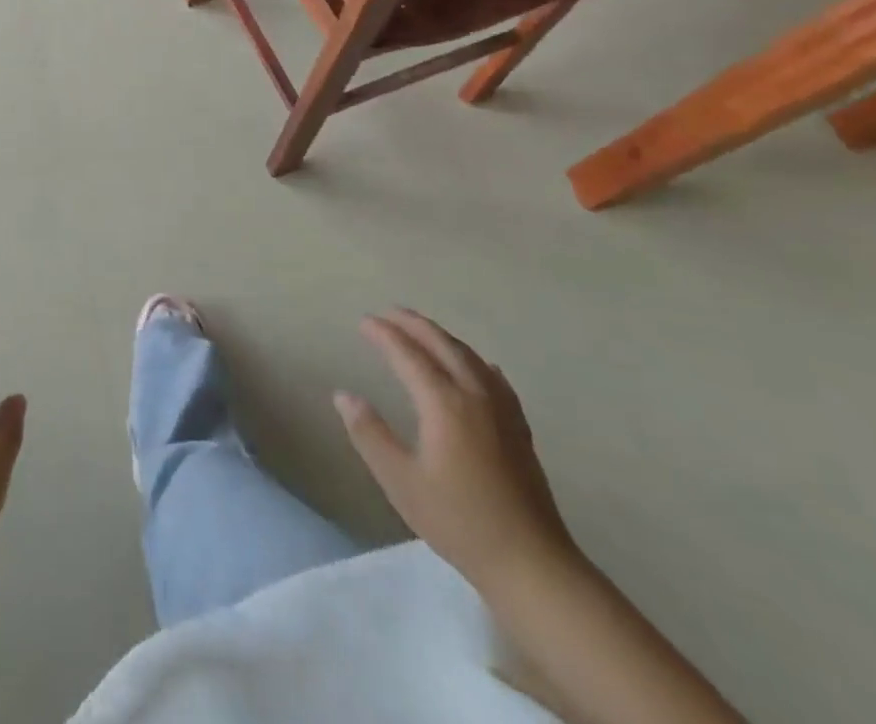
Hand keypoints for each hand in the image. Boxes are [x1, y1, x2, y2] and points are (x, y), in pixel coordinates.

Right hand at [334, 308, 577, 594]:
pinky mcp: (519, 427)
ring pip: (469, 356)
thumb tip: (343, 395)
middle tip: (388, 312)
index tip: (363, 322)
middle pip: (442, 344)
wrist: (532, 563)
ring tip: (421, 330)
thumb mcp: (401, 481)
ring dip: (441, 336)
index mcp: (444, 403)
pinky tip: (477, 366)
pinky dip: (474, 360)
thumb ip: (370, 434)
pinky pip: (493, 377)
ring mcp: (502, 409)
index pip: (408, 354)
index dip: (384, 334)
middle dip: (413, 324)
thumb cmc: (459, 522)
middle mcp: (474, 394)